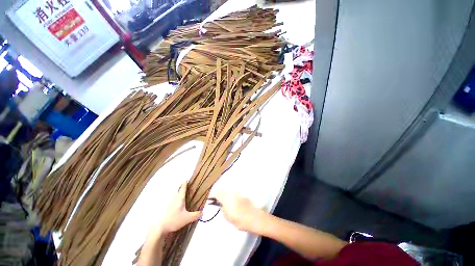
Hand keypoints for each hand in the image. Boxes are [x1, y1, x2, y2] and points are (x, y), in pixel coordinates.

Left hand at [156, 180, 200, 233]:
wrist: (161, 227)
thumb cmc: (175, 220)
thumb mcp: (187, 218)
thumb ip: (195, 215)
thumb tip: (203, 212)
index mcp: (180, 199)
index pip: (183, 189)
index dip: (184, 184)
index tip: (186, 179)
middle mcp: (174, 199)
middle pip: (177, 190)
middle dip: (180, 187)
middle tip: (183, 184)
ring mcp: (169, 203)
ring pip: (174, 195)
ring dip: (177, 192)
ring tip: (180, 192)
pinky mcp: (166, 208)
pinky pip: (171, 199)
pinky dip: (174, 198)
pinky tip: (175, 202)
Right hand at [213, 192, 265, 231]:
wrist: (256, 218)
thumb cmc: (241, 221)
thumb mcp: (229, 219)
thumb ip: (224, 211)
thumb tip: (222, 206)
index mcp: (227, 199)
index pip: (218, 193)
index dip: (213, 195)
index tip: (211, 199)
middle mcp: (232, 194)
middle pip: (223, 190)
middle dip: (219, 193)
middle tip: (217, 200)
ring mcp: (238, 193)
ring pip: (229, 190)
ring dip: (225, 193)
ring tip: (224, 200)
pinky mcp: (243, 195)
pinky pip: (234, 192)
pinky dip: (231, 194)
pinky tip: (232, 200)